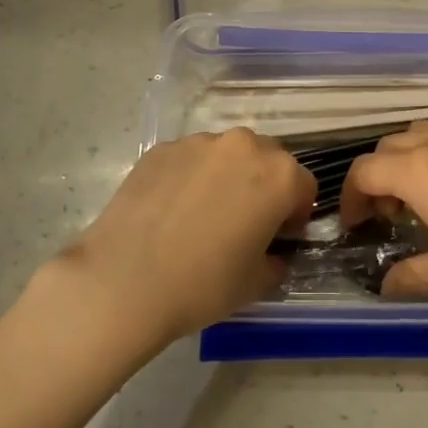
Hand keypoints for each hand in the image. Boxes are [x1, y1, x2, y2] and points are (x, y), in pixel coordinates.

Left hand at [56, 130, 314, 346]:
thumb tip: (271, 254)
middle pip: (267, 160)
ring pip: (226, 155)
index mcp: (278, 175)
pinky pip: (189, 160)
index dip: (295, 214)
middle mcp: (243, 146)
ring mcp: (198, 143)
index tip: (278, 238)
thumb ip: (276, 260)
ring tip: (202, 215)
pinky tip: (171, 212)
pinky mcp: (161, 149)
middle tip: (244, 223)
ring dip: (226, 177)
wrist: (123, 281)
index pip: (304, 186)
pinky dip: (190, 178)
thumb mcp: (256, 283)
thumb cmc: (203, 284)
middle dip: (263, 186)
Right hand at [339, 120, 427, 313]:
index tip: (357, 226)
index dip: (351, 198)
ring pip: (425, 132)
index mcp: (419, 170)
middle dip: (380, 177)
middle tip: (392, 216)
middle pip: (391, 146)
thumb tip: (386, 286)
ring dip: (411, 159)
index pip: (364, 171)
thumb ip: (408, 276)